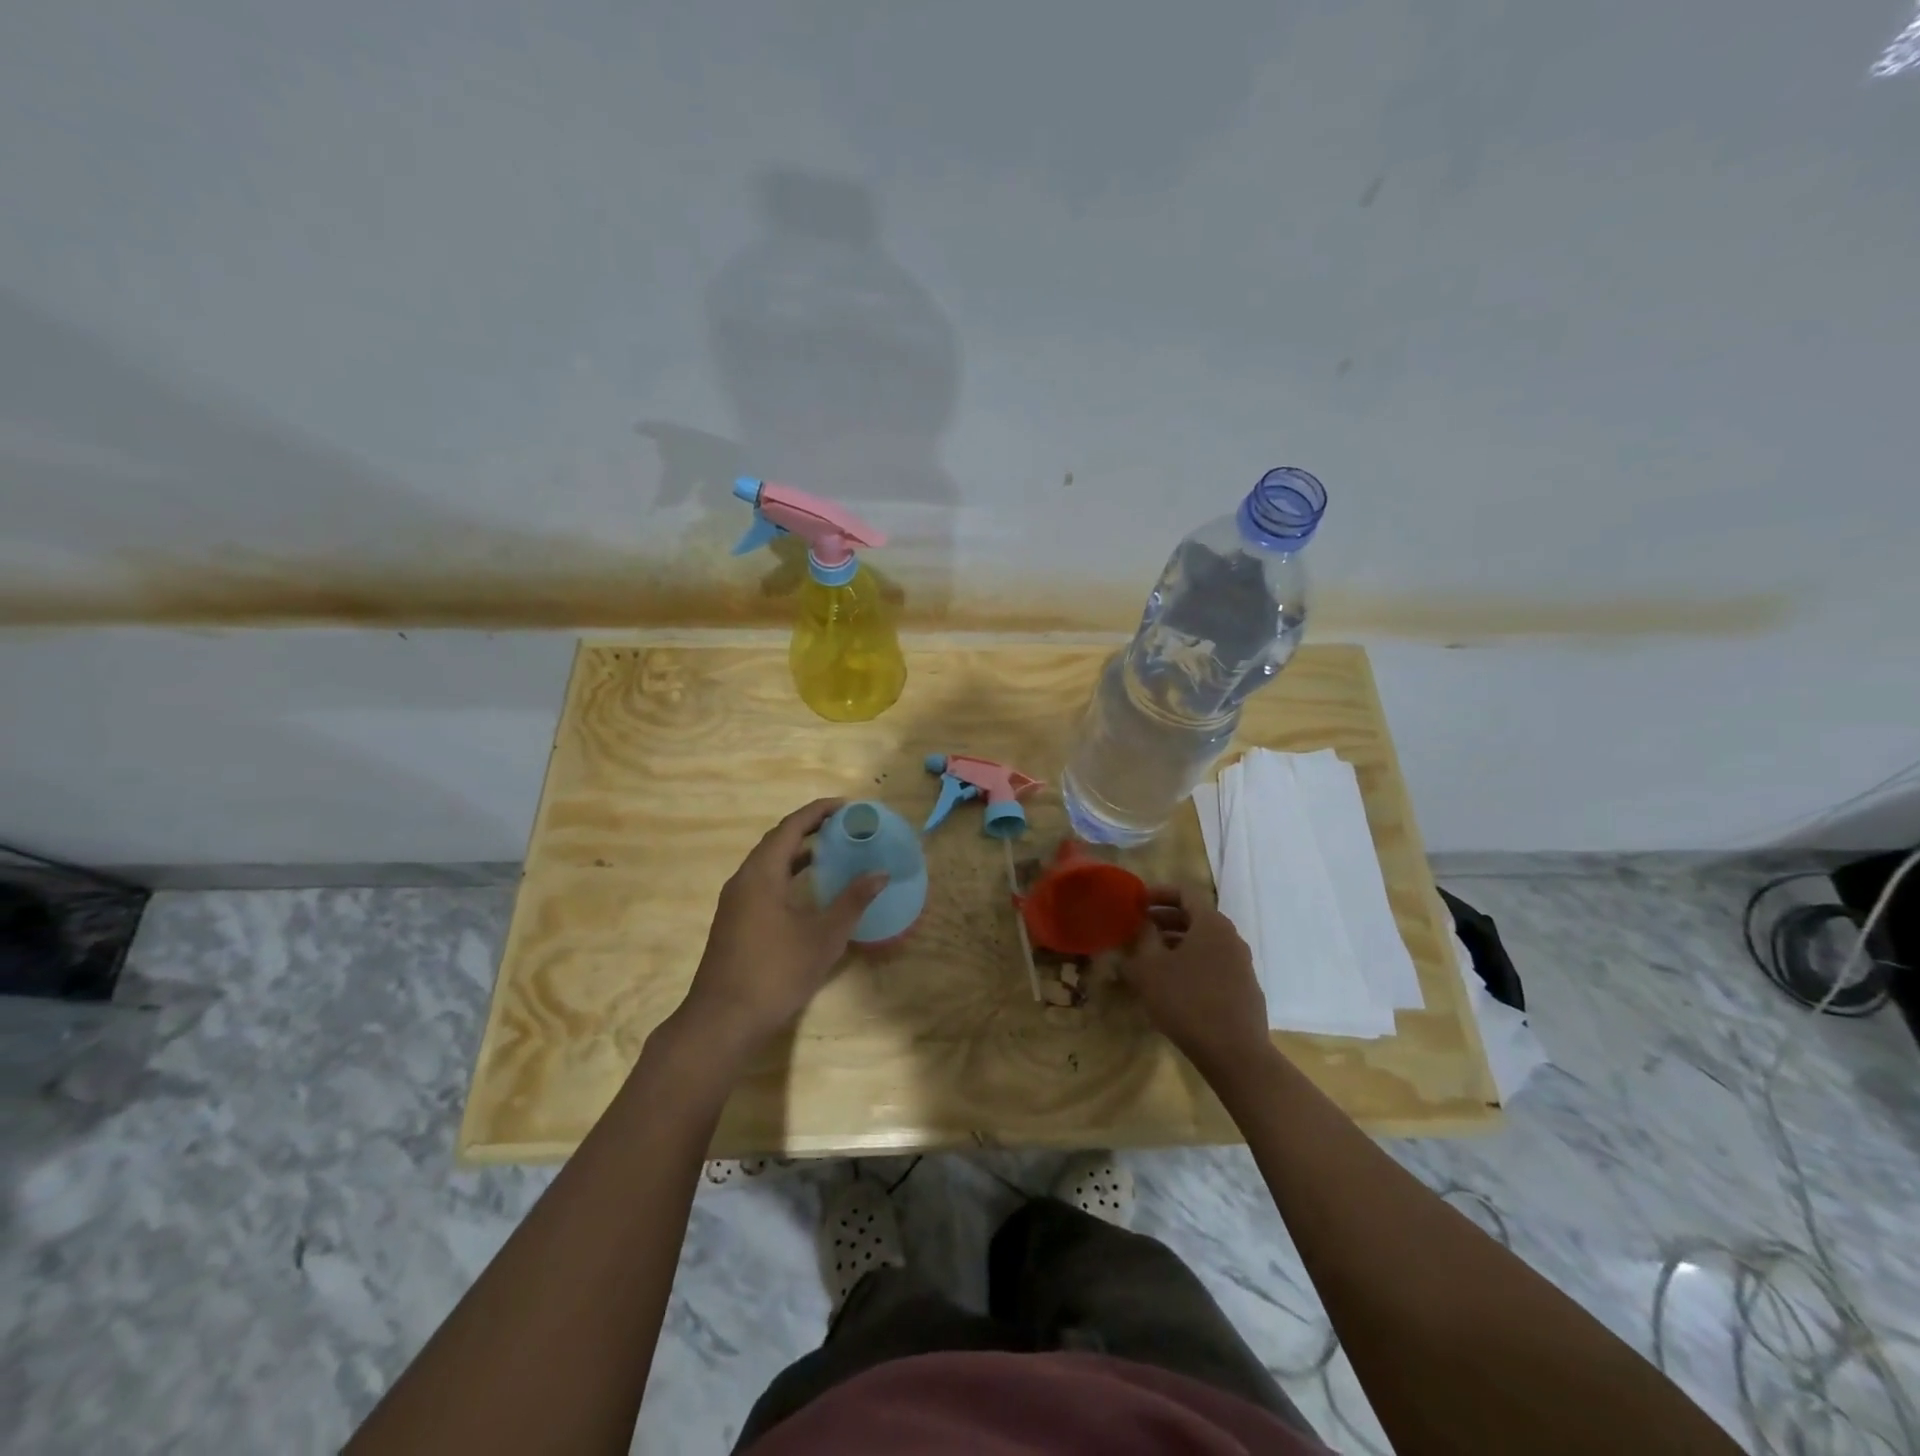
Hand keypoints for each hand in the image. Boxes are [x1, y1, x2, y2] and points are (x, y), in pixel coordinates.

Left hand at [672, 799, 885, 1062]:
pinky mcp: (734, 921)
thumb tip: (879, 874)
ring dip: (797, 852)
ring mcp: (735, 902)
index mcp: (761, 874)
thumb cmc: (775, 973)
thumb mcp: (823, 937)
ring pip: (768, 863)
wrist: (722, 1021)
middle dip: (809, 828)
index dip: (818, 812)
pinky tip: (807, 890)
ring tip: (831, 850)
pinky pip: (763, 881)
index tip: (846, 806)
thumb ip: (852, 901)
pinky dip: (787, 873)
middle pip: (777, 841)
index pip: (791, 827)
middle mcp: (743, 880)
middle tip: (843, 826)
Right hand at [1120, 886, 1272, 1074]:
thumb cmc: (1186, 1001)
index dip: (1158, 893)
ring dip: (1177, 943)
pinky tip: (1174, 985)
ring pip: (1204, 942)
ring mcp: (1242, 964)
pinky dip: (1192, 963)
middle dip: (1165, 920)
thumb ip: (1143, 938)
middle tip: (1139, 930)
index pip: (1185, 892)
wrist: (1234, 1053)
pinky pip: (1214, 964)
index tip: (1137, 902)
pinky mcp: (1245, 989)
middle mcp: (1231, 937)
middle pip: (1196, 917)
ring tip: (1151, 958)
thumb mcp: (1150, 967)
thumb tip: (1143, 924)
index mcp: (1211, 923)